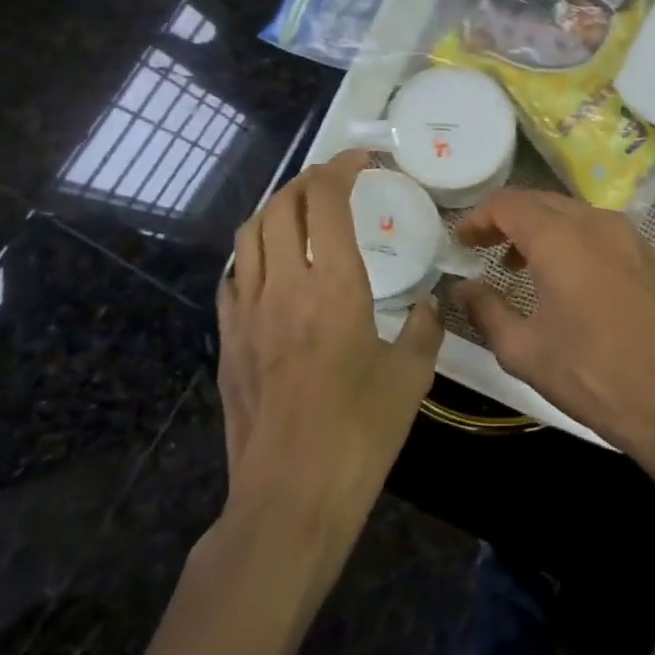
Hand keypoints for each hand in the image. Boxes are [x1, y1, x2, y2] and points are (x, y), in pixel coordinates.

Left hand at [216, 150, 443, 525]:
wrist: (290, 495)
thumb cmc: (360, 433)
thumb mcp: (410, 378)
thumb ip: (423, 328)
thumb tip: (427, 305)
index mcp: (334, 287)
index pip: (327, 201)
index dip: (342, 167)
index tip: (362, 159)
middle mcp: (284, 285)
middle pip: (281, 205)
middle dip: (308, 180)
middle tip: (334, 181)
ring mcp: (247, 311)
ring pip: (250, 234)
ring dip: (276, 209)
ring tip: (302, 213)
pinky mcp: (227, 340)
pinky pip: (235, 275)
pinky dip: (255, 253)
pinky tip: (273, 268)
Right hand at [449, 189, 654, 506]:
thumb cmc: (592, 376)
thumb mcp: (524, 351)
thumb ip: (486, 311)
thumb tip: (462, 289)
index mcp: (561, 239)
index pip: (509, 204)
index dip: (478, 217)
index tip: (461, 241)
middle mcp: (599, 224)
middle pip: (543, 202)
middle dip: (509, 220)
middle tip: (486, 249)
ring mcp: (634, 238)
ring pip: (577, 215)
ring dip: (544, 231)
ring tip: (525, 267)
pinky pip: (606, 235)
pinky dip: (578, 244)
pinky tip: (574, 281)